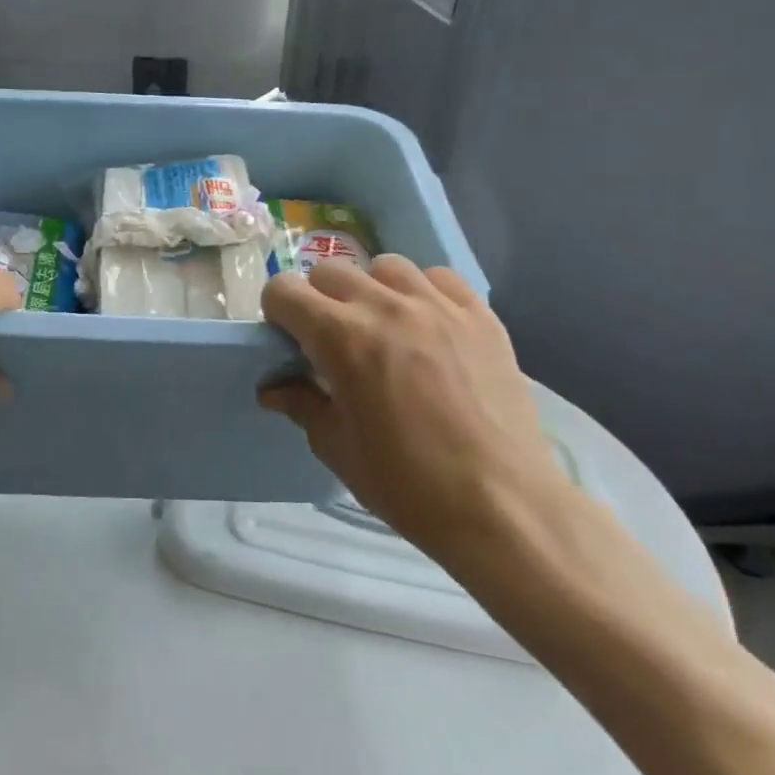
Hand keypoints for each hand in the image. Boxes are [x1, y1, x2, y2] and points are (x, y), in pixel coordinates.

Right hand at [259, 256, 570, 570]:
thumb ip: (301, 405)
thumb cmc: (407, 484)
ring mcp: (438, 306)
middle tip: (332, 340)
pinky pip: (439, 278)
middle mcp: (385, 306)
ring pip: (386, 266)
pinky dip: (423, 292)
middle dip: (319, 299)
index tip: (289, 340)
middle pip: (330, 271)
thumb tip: (273, 389)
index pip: (284, 291)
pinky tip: (429, 326)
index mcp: (341, 338)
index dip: (277, 313)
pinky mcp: (480, 315)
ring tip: (384, 327)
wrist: (502, 507)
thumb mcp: (337, 449)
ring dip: (372, 290)